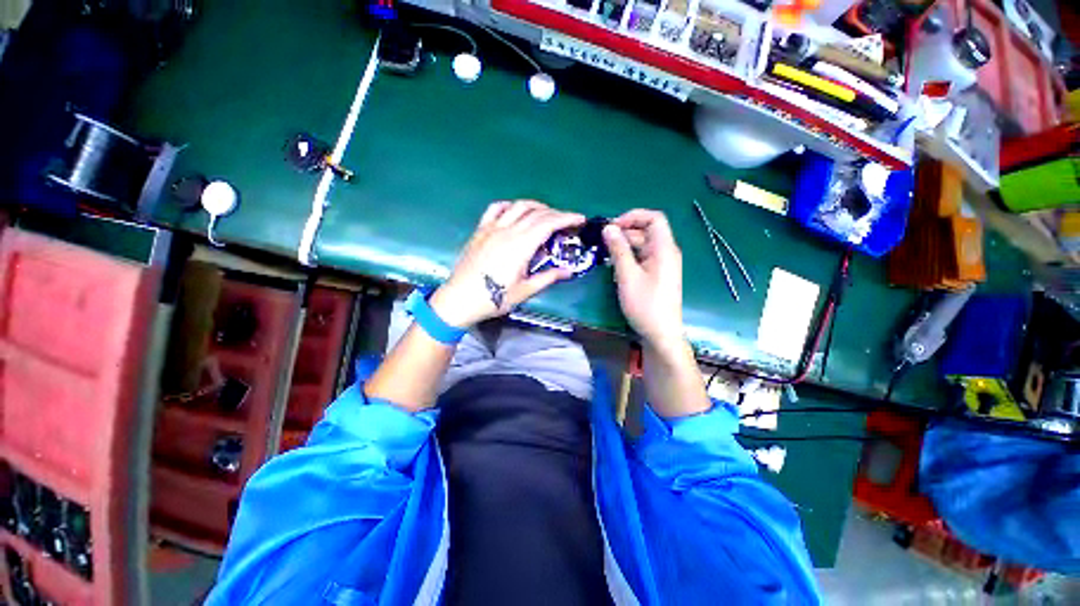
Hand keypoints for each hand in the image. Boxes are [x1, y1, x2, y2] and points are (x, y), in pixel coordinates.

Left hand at [429, 200, 584, 327]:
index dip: (567, 218)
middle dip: (556, 213)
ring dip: (536, 206)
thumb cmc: (494, 298)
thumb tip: (569, 271)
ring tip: (546, 215)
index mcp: (521, 245)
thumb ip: (548, 277)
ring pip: (518, 206)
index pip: (548, 223)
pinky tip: (516, 212)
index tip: (580, 219)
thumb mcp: (525, 291)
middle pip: (537, 213)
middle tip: (567, 222)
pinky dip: (510, 206)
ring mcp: (491, 228)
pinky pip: (496, 208)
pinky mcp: (480, 230)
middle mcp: (507, 230)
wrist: (459, 299)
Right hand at [602, 209, 684, 349]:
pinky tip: (615, 266)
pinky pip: (642, 258)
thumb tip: (608, 228)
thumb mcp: (627, 276)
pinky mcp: (656, 274)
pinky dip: (628, 257)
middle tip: (603, 243)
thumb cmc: (645, 304)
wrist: (660, 334)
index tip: (613, 227)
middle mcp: (666, 253)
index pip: (654, 218)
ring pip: (642, 245)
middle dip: (624, 233)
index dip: (633, 217)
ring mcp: (662, 264)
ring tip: (605, 255)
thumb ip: (618, 250)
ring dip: (624, 246)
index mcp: (664, 249)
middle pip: (646, 231)